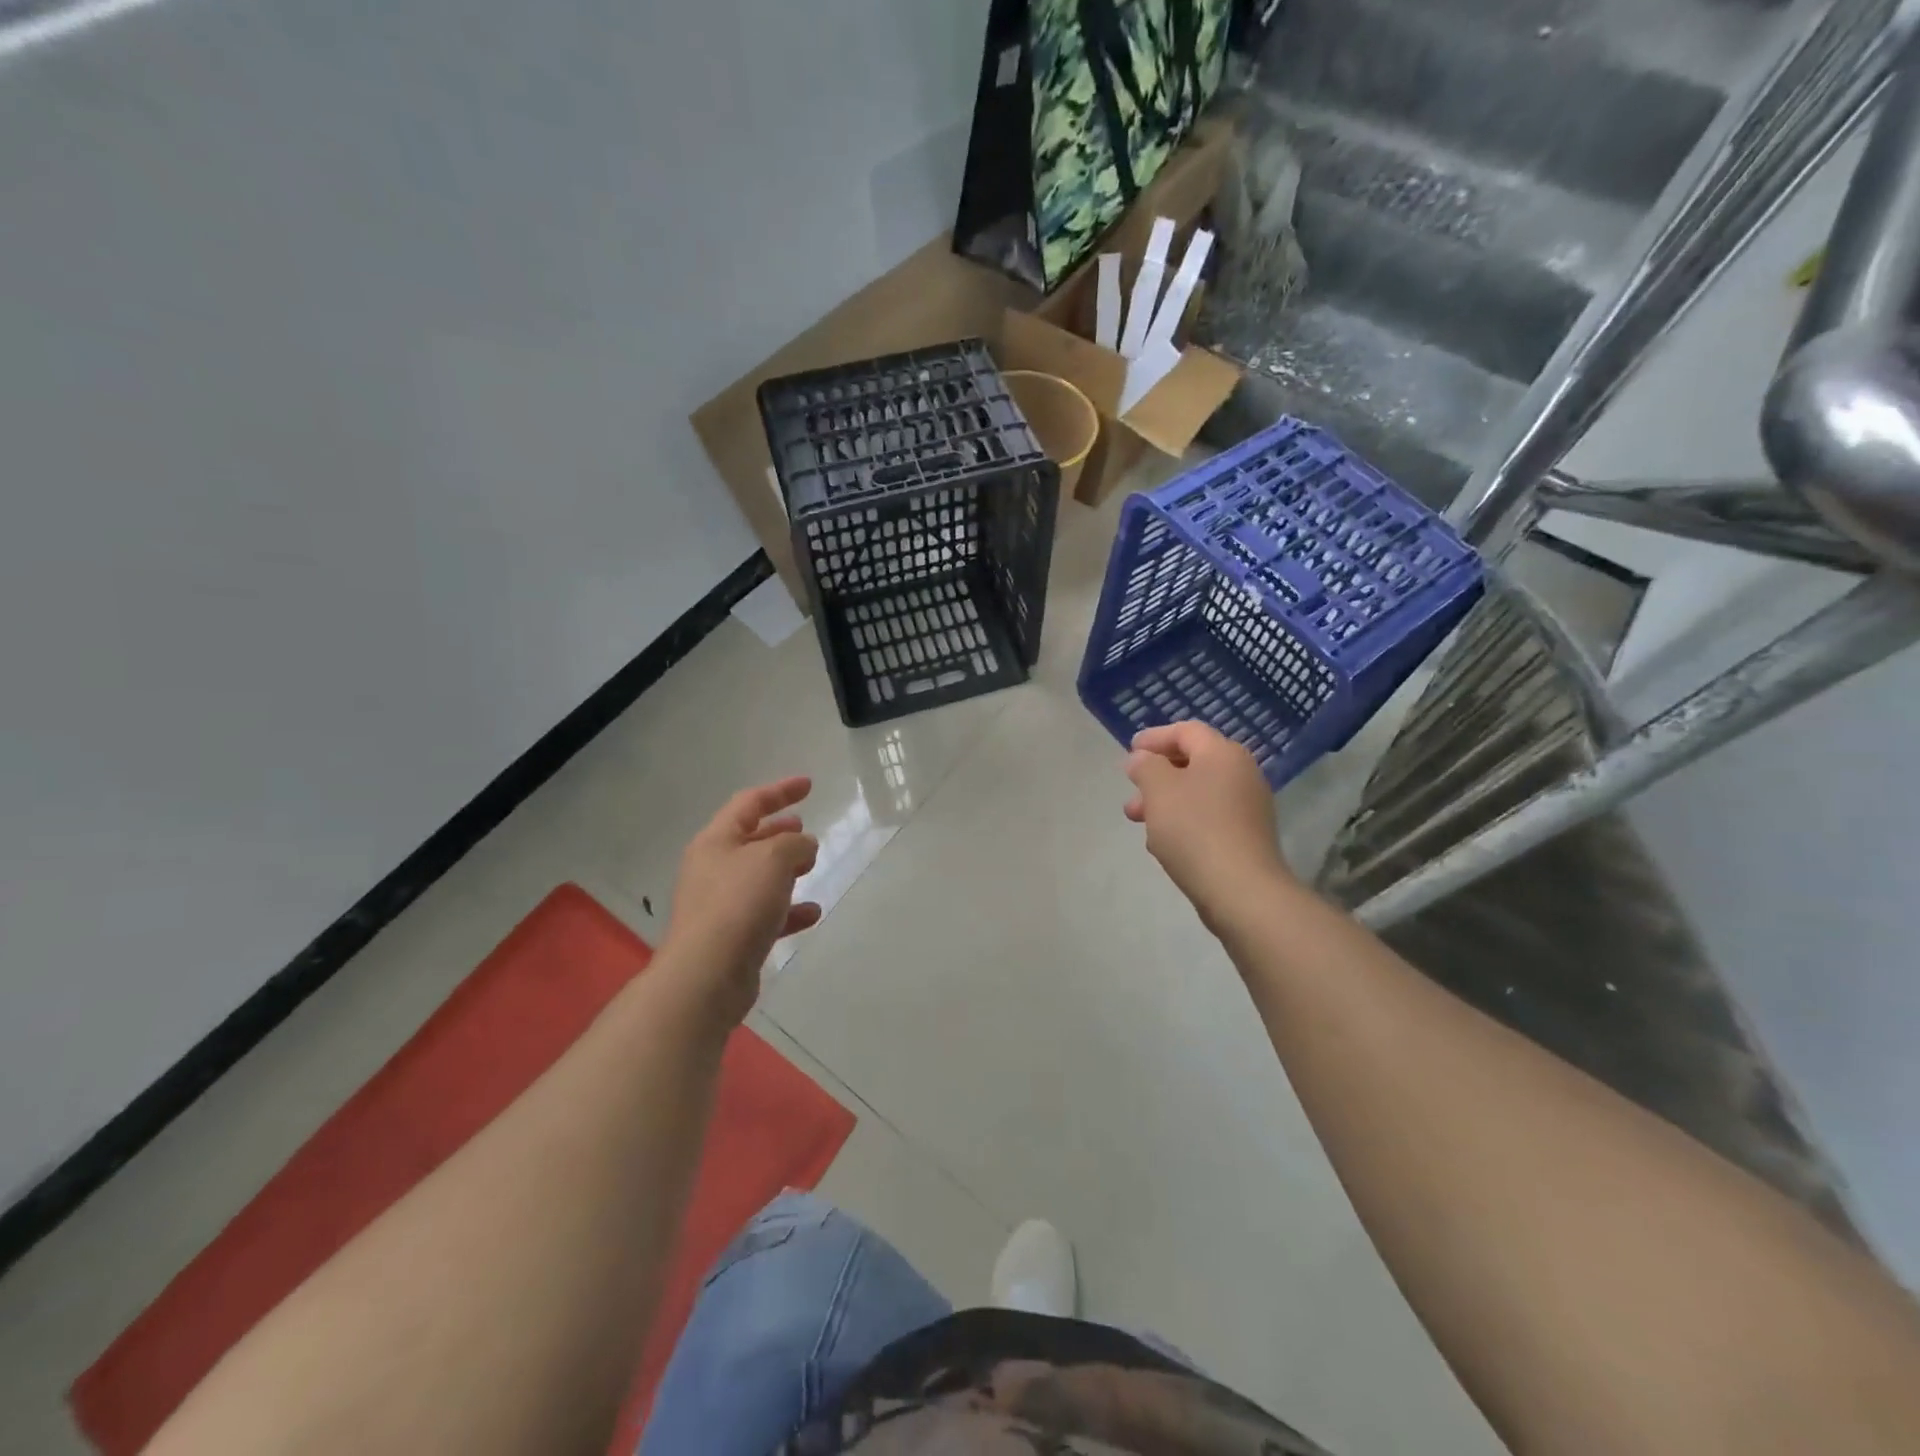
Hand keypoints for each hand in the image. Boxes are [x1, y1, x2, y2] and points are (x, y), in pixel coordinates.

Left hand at [661, 777, 821, 1024]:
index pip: (749, 803)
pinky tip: (812, 913)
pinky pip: (765, 914)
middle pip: (749, 840)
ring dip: (786, 870)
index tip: (809, 785)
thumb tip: (803, 845)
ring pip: (758, 878)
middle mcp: (712, 869)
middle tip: (804, 829)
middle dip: (779, 832)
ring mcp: (719, 905)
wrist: (706, 976)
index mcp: (715, 841)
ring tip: (812, 867)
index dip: (780, 791)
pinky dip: (788, 910)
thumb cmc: (738, 904)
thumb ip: (794, 843)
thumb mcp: (774, 859)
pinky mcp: (730, 937)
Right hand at [1124, 722, 1294, 929]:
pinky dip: (1183, 821)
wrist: (1241, 890)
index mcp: (1223, 754)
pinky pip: (1208, 818)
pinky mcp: (1247, 837)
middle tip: (1131, 790)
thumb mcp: (1159, 790)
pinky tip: (1163, 843)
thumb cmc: (1194, 829)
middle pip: (1193, 762)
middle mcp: (1242, 773)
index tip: (1129, 750)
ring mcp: (1248, 807)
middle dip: (1156, 775)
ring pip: (1198, 793)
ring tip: (1138, 820)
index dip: (1155, 737)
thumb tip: (1143, 759)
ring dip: (1165, 801)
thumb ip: (1145, 766)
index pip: (1186, 731)